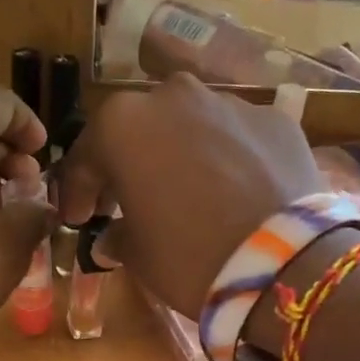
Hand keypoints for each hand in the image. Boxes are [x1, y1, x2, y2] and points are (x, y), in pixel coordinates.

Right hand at [55, 73, 321, 318]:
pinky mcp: (275, 119)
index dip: (76, 191)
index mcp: (123, 124)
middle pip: (138, 129)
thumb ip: (117, 235)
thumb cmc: (189, 257)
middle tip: (125, 201)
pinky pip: (235, 137)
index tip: (77, 219)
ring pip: (189, 125)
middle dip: (127, 163)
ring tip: (185, 193)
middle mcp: (173, 96)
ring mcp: (229, 102)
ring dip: (178, 154)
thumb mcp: (138, 255)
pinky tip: (232, 191)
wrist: (283, 264)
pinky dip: (226, 157)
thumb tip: (111, 237)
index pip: (85, 157)